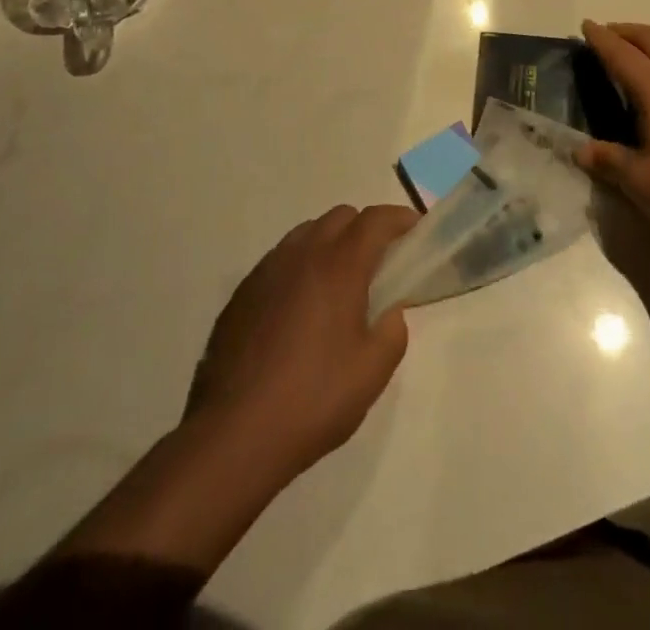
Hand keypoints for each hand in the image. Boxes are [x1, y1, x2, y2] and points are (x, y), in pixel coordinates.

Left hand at [186, 204, 417, 482]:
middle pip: (340, 217)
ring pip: (307, 233)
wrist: (234, 433)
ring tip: (338, 284)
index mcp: (339, 265)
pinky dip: (300, 266)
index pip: (375, 220)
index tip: (415, 229)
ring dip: (330, 243)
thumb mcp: (372, 373)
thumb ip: (392, 333)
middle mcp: (302, 254)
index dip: (400, 217)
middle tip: (378, 263)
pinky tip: (299, 308)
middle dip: (364, 229)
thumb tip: (390, 312)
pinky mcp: (242, 292)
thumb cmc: (313, 398)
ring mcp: (267, 269)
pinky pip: (280, 260)